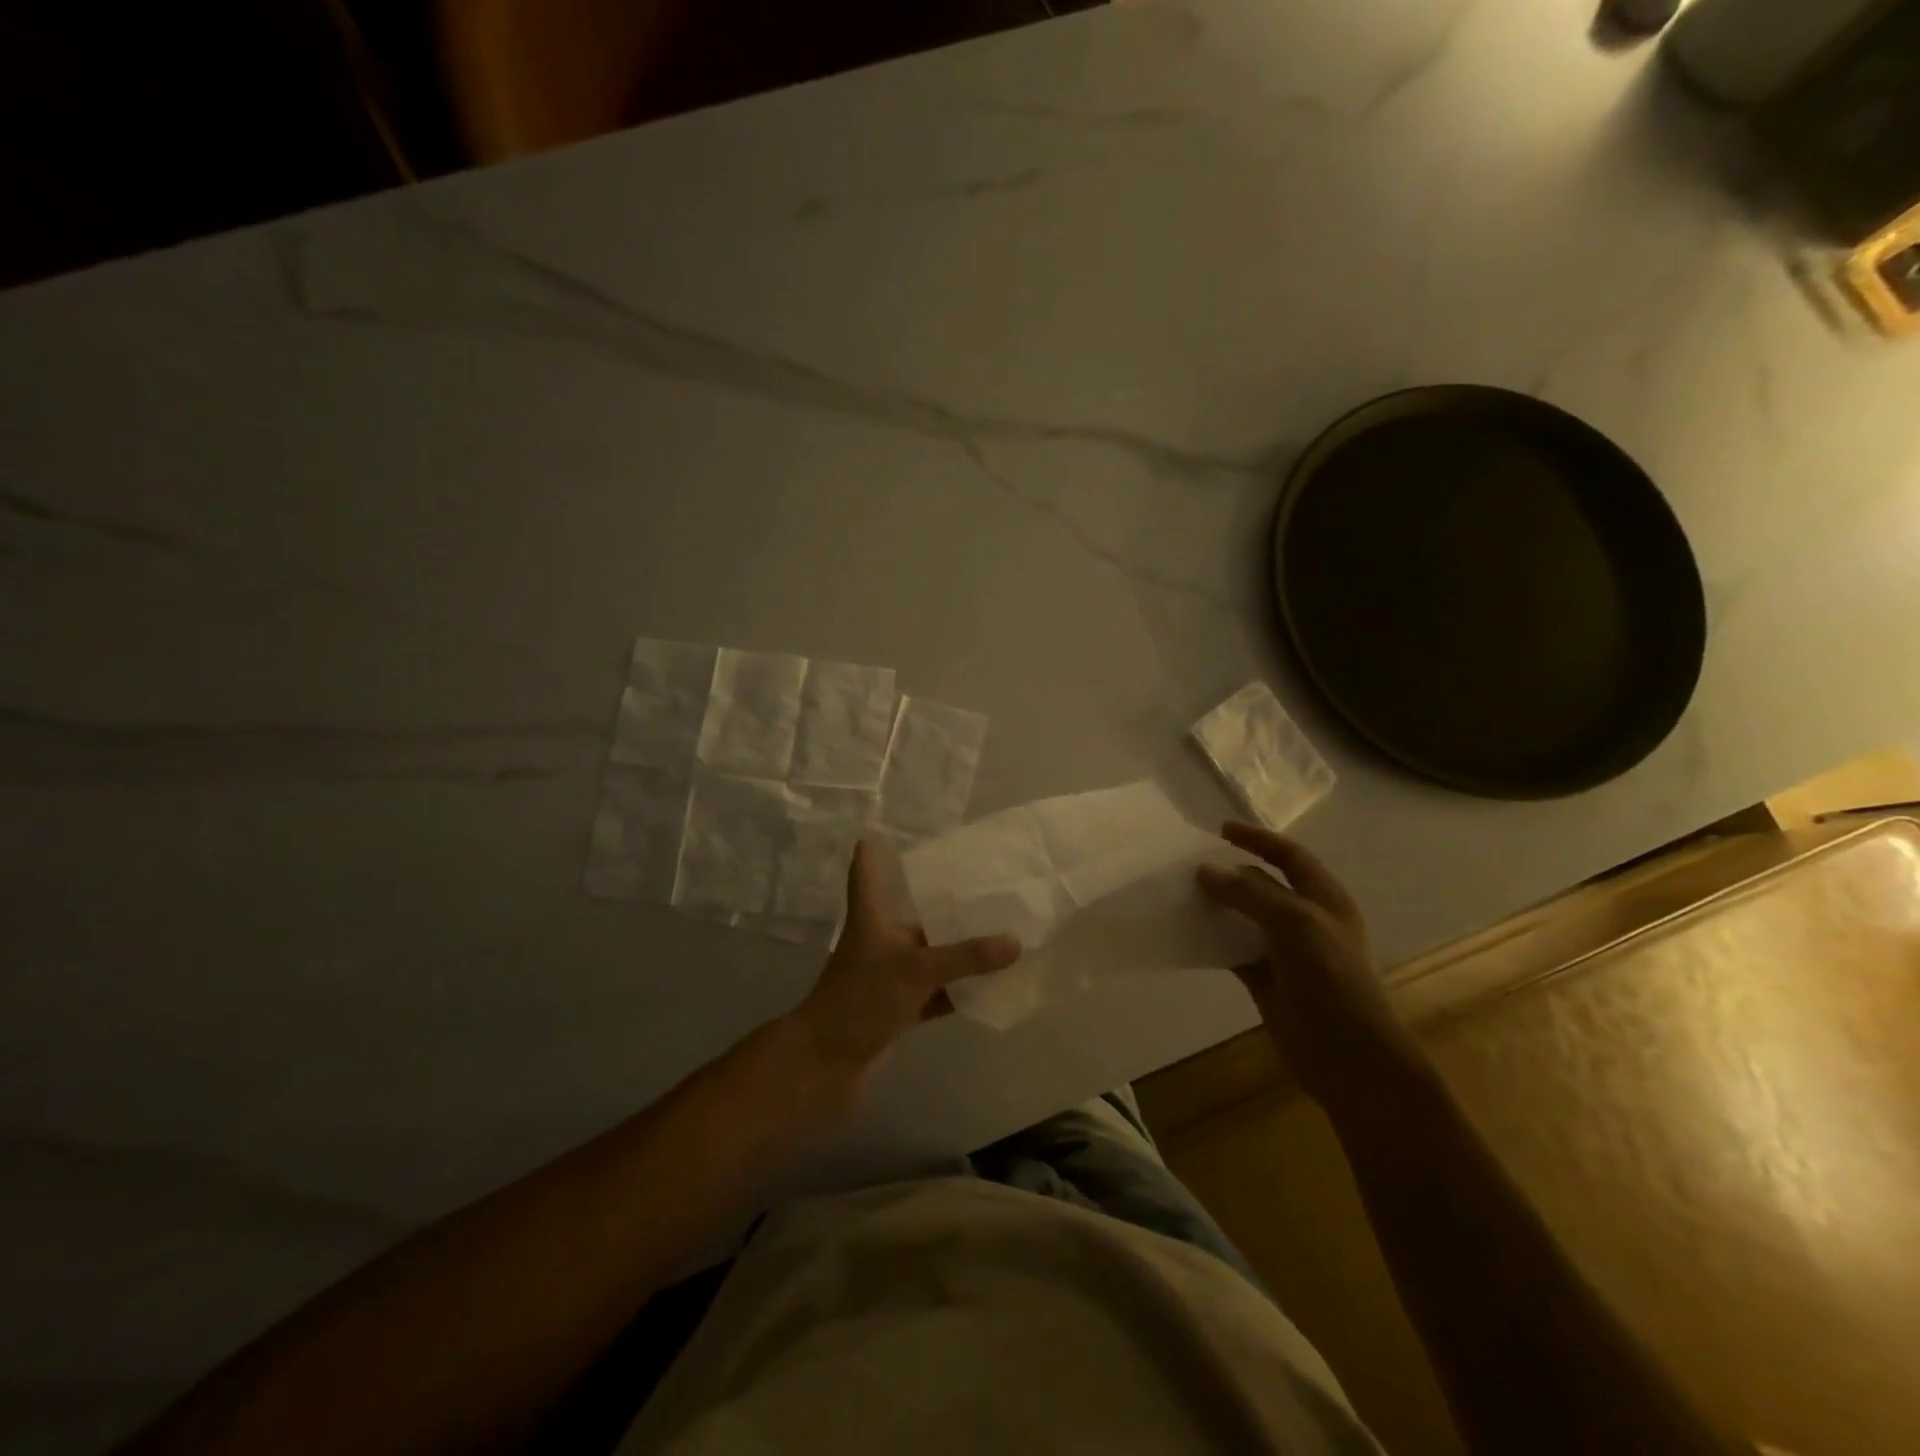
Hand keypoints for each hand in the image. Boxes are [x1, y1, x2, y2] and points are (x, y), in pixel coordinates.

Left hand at [791, 839, 1021, 1096]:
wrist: (826, 1065)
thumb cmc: (861, 999)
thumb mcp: (915, 970)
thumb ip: (966, 956)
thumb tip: (1016, 941)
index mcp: (872, 918)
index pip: (866, 872)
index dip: (873, 850)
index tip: (886, 829)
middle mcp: (881, 942)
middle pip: (914, 913)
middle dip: (946, 902)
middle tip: (988, 884)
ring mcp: (891, 978)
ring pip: (931, 956)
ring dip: (960, 950)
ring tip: (1003, 931)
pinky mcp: (900, 1009)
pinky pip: (938, 993)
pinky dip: (960, 990)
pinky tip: (992, 985)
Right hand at [1196, 822, 1412, 1104]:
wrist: (1347, 1053)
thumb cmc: (1330, 977)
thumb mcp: (1294, 922)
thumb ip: (1249, 893)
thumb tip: (1205, 870)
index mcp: (1324, 899)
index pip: (1289, 856)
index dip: (1259, 840)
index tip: (1221, 830)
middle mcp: (1305, 920)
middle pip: (1263, 885)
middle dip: (1230, 873)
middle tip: (1190, 865)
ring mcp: (1285, 951)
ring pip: (1244, 918)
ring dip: (1217, 906)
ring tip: (1182, 895)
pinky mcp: (1265, 980)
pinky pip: (1233, 950)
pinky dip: (1212, 940)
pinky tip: (1187, 933)